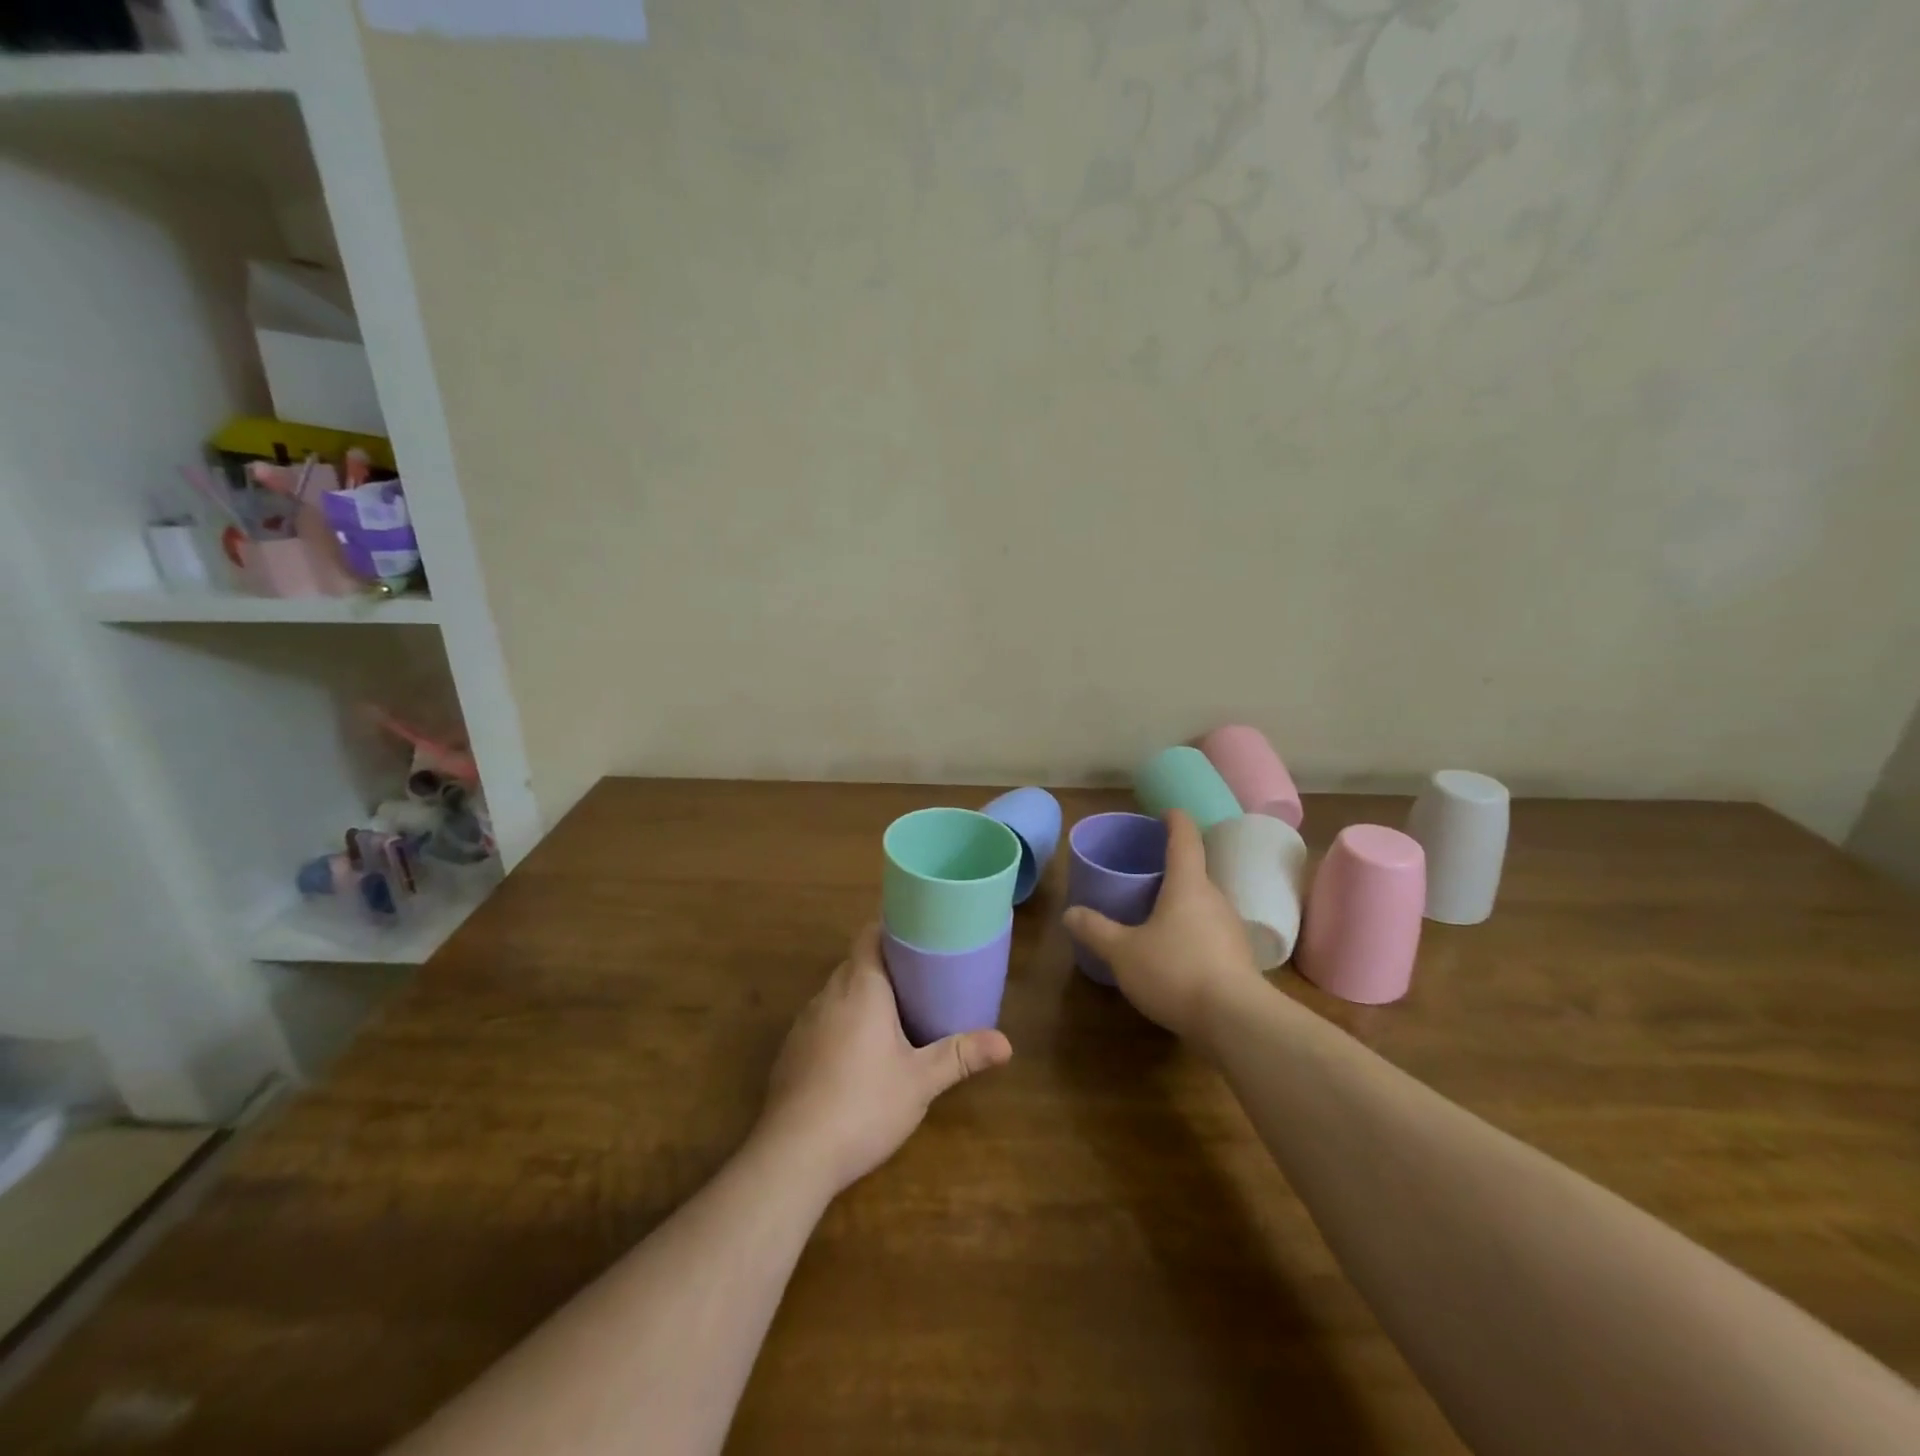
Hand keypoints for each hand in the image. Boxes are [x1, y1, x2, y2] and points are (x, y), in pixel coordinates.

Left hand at [757, 923, 1012, 1196]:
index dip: (891, 928)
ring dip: (862, 996)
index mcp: (861, 986)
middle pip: (856, 963)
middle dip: (885, 965)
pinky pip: (822, 1021)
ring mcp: (804, 1023)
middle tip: (920, 977)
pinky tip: (857, 1055)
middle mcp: (828, 994)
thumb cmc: (864, 1104)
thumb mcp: (920, 1081)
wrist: (792, 1154)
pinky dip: (841, 1023)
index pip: (869, 934)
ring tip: (894, 1013)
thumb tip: (1006, 1043)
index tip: (918, 934)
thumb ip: (961, 1056)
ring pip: (837, 993)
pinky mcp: (791, 1052)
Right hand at [1062, 809, 1261, 1041]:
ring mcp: (1230, 928)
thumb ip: (1096, 930)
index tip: (1165, 812)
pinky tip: (1173, 952)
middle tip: (1144, 871)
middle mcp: (1214, 898)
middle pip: (1194, 871)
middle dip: (1171, 868)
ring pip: (1202, 904)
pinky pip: (1209, 931)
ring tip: (1154, 912)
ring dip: (1181, 902)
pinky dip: (1191, 931)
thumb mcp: (1123, 952)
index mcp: (1188, 884)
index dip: (1175, 820)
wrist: (1236, 1022)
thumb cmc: (1175, 971)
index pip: (1185, 838)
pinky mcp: (1237, 958)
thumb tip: (1070, 912)